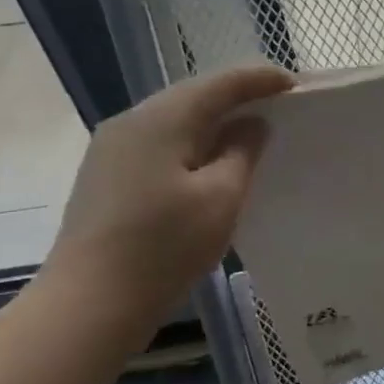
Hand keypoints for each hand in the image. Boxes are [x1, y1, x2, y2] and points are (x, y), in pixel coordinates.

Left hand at [42, 65, 294, 324]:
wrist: (89, 303)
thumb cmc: (163, 247)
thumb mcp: (221, 198)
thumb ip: (242, 152)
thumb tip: (251, 124)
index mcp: (162, 119)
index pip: (220, 84)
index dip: (260, 79)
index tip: (295, 85)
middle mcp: (131, 122)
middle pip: (193, 95)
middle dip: (237, 96)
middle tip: (278, 105)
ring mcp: (112, 148)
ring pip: (174, 119)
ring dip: (214, 120)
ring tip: (250, 131)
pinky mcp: (106, 175)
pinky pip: (159, 142)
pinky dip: (192, 142)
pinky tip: (210, 160)